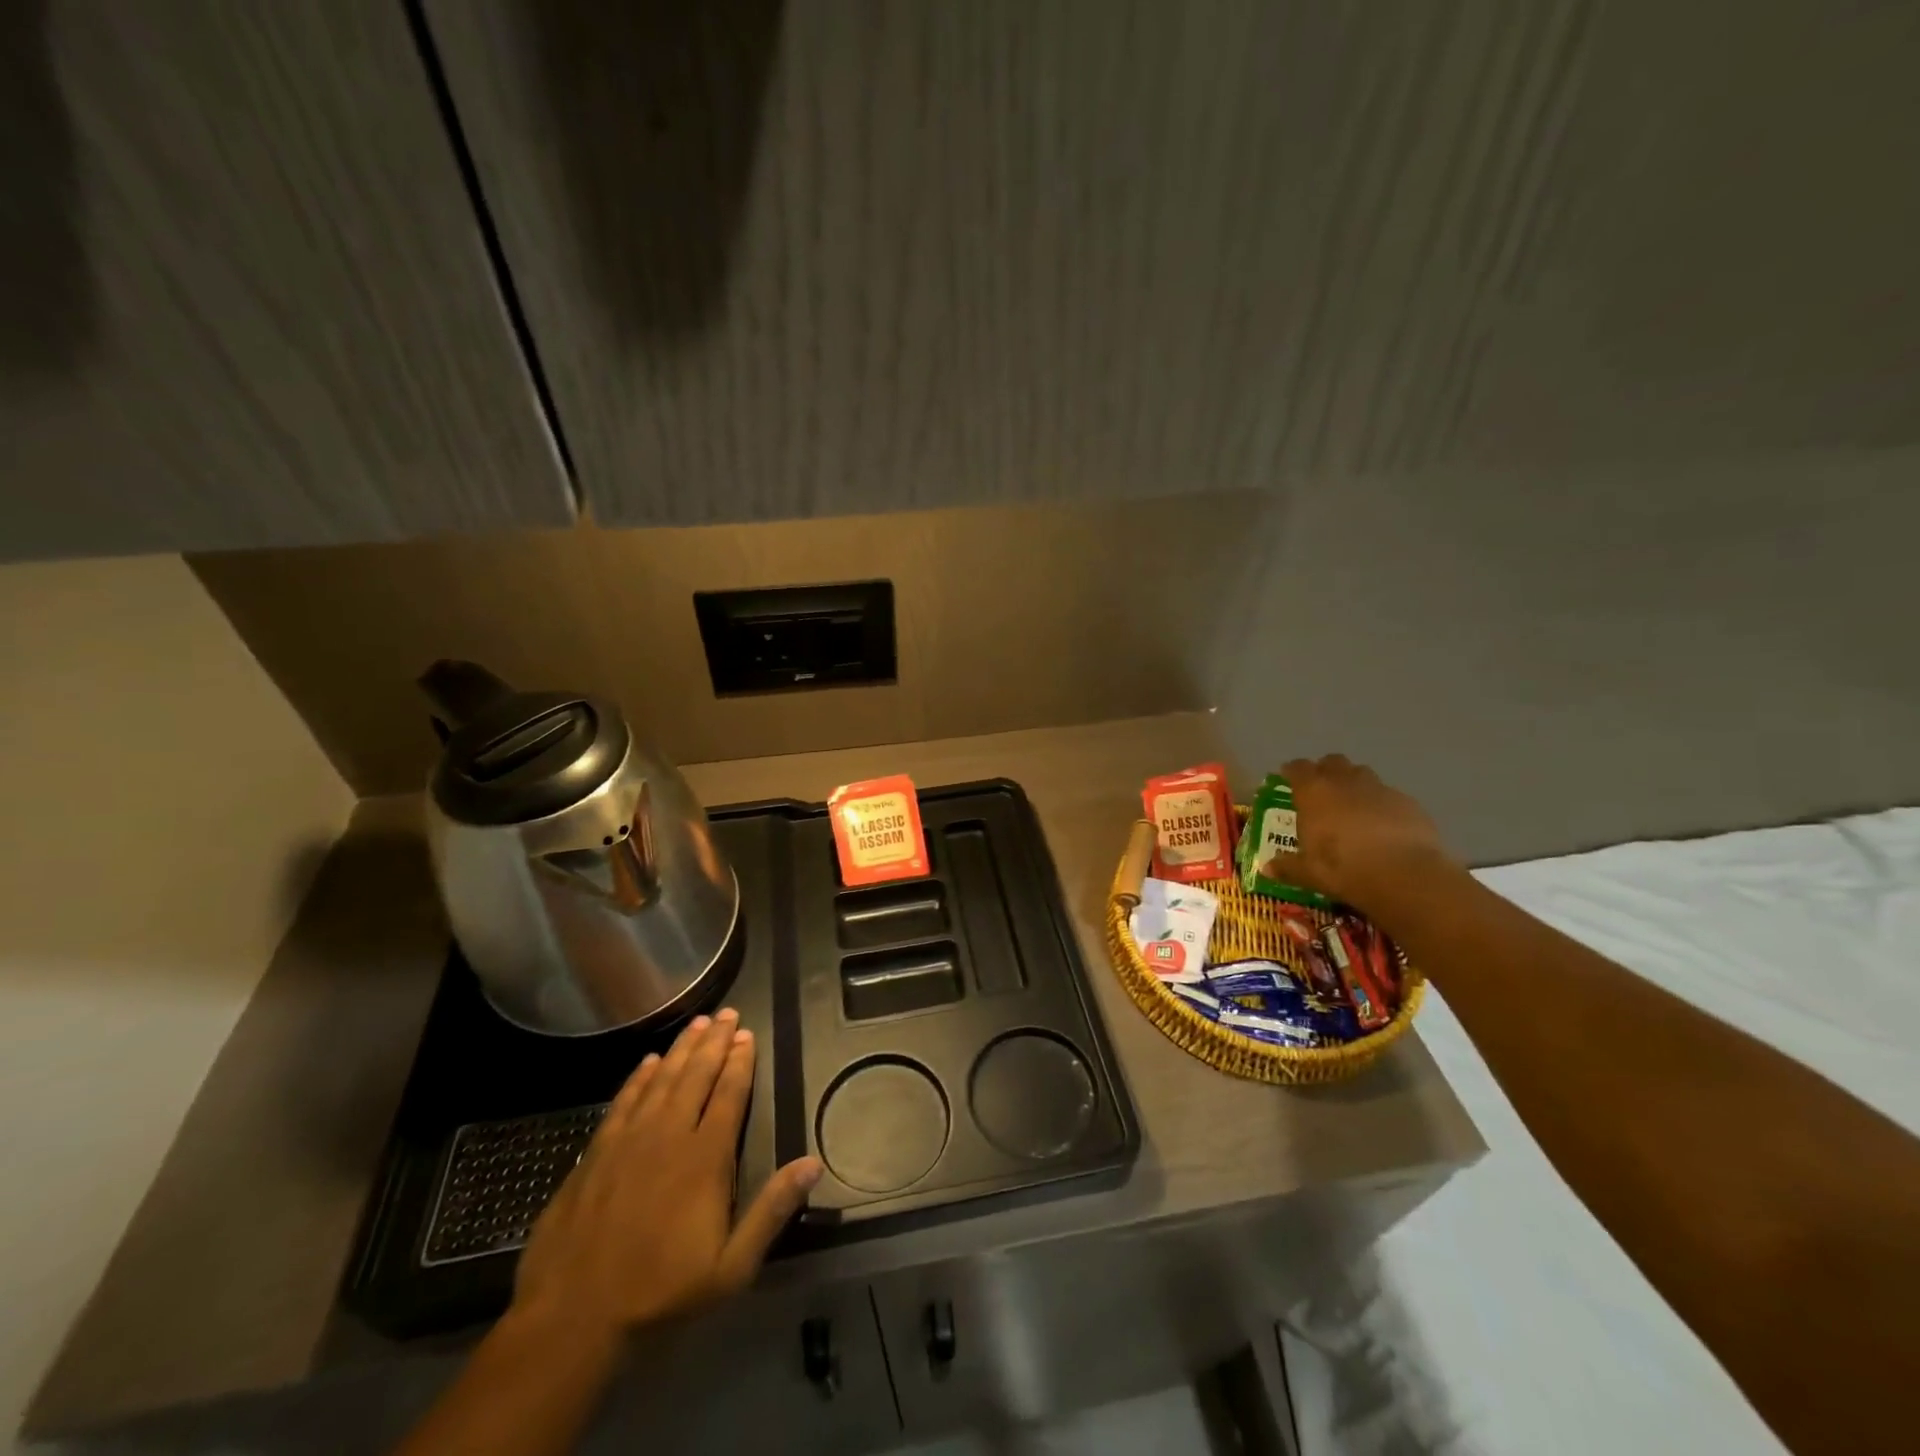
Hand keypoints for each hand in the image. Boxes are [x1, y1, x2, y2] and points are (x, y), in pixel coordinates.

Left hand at [510, 1009, 822, 1340]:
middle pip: (697, 1076)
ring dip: (682, 1049)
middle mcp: (669, 1136)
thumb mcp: (730, 1268)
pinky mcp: (596, 1153)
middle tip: (727, 1013)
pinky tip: (649, 1062)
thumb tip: (813, 1164)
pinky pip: (624, 1100)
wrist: (571, 1319)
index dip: (740, 1062)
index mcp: (705, 1158)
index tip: (748, 1035)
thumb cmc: (659, 1293)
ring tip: (697, 1023)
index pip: (729, 1095)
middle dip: (715, 1042)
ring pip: (662, 1080)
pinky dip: (639, 1077)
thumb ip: (772, 1211)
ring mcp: (629, 1141)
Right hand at [1268, 755, 1454, 911]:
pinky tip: (1383, 825)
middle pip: (1332, 762)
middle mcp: (1344, 782)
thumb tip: (1266, 868)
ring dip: (1354, 783)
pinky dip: (1381, 804)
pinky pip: (1388, 795)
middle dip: (1325, 771)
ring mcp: (1379, 789)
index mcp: (1314, 792)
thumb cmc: (1344, 869)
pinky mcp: (1408, 802)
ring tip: (1352, 806)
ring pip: (1362, 774)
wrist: (1405, 875)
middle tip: (1321, 790)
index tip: (1287, 779)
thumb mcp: (1309, 873)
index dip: (1291, 771)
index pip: (1297, 768)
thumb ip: (1287, 866)